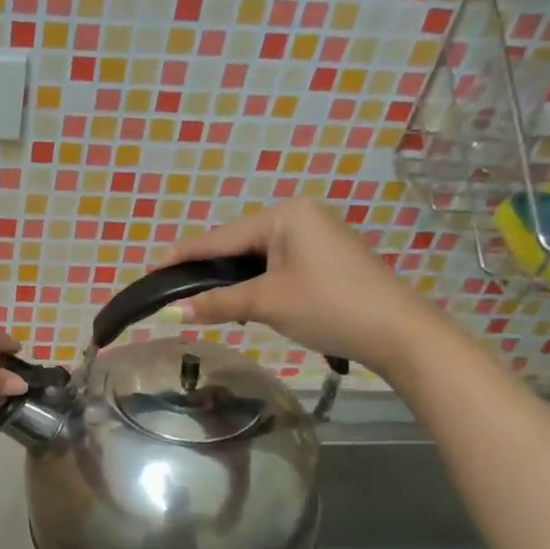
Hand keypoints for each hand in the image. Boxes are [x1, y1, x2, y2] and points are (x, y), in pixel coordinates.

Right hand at [162, 195, 436, 370]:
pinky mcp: (324, 258)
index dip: (183, 255)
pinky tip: (240, 300)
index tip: (150, 268)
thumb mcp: (267, 304)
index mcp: (285, 215)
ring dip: (231, 280)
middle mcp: (300, 216)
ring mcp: (315, 236)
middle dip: (207, 269)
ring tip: (199, 298)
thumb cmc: (329, 307)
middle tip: (171, 289)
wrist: (398, 333)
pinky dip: (255, 283)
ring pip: (256, 257)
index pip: (220, 237)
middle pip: (237, 244)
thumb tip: (174, 311)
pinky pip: (276, 265)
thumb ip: (218, 303)